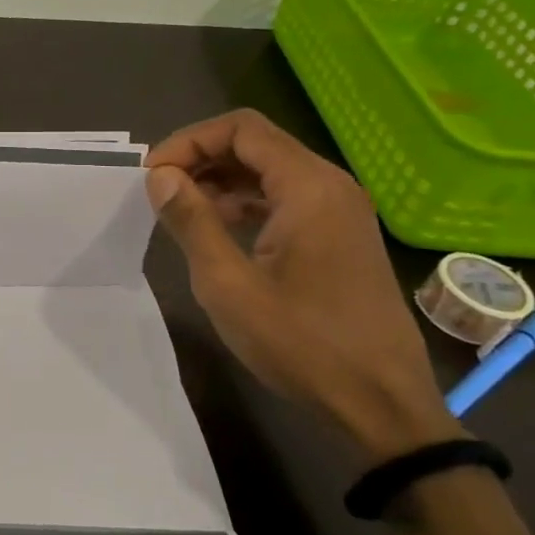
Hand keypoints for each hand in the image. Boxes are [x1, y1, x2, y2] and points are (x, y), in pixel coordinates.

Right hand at [146, 109, 459, 460]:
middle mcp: (331, 186)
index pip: (241, 129)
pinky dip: (246, 201)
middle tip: (160, 190)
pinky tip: (219, 230)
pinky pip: (286, 197)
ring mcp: (341, 211)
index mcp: (308, 187)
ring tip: (181, 210)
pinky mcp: (341, 236)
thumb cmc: (301, 343)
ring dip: (221, 179)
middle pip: (256, 143)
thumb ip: (192, 221)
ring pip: (270, 170)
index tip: (153, 176)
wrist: (381, 405)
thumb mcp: (228, 284)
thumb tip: (161, 176)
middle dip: (201, 157)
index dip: (189, 141)